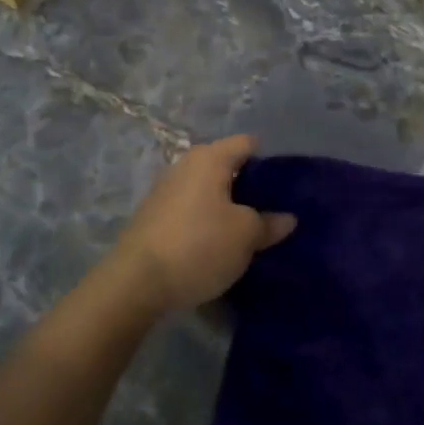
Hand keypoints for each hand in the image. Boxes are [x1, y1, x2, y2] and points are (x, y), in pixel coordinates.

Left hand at [110, 135, 295, 313]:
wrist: (136, 281)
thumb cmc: (199, 246)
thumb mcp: (245, 236)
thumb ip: (268, 223)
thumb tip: (287, 218)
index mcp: (209, 158)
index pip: (247, 143)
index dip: (269, 161)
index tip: (286, 186)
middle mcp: (185, 165)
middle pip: (226, 166)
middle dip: (249, 186)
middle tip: (272, 212)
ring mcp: (166, 189)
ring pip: (208, 190)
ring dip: (227, 206)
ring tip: (248, 231)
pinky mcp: (154, 215)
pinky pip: (191, 209)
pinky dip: (207, 220)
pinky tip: (217, 243)